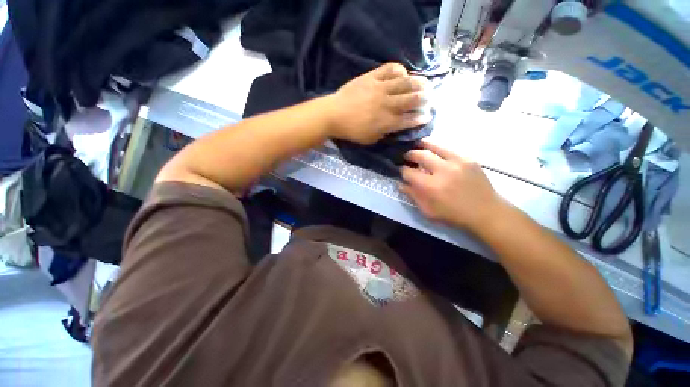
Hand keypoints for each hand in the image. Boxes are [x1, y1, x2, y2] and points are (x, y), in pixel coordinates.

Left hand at [326, 63, 431, 144]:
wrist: (333, 114)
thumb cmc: (351, 131)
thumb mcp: (369, 140)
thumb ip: (384, 134)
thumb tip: (395, 128)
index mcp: (386, 122)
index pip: (409, 120)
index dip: (420, 118)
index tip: (428, 116)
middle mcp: (387, 104)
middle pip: (411, 99)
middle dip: (425, 99)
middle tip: (431, 98)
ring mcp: (380, 88)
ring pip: (404, 83)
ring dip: (418, 83)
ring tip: (425, 83)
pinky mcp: (371, 77)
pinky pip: (389, 69)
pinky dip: (399, 70)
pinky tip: (403, 73)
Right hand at [400, 140, 505, 231]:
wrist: (485, 211)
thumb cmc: (453, 214)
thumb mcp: (428, 211)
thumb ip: (413, 196)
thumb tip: (401, 184)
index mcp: (430, 187)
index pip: (409, 173)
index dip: (402, 171)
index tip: (402, 171)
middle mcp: (442, 171)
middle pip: (420, 155)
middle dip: (410, 154)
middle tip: (407, 156)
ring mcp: (457, 162)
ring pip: (435, 146)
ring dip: (423, 145)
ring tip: (418, 144)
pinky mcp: (468, 159)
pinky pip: (449, 149)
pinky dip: (439, 148)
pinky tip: (436, 150)